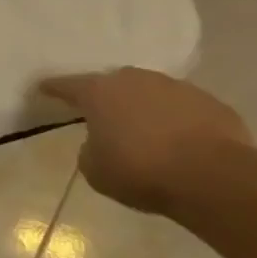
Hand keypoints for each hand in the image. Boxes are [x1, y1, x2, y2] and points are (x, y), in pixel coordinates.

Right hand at [41, 68, 251, 215]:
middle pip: (114, 83)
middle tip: (102, 114)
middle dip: (106, 96)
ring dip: (144, 107)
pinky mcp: (211, 103)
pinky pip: (183, 108)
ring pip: (151, 92)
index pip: (67, 85)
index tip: (43, 87)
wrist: (213, 177)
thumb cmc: (140, 171)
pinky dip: (176, 120)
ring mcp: (177, 88)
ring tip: (143, 131)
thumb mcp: (95, 170)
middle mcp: (136, 81)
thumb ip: (90, 150)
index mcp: (100, 93)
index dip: (53, 88)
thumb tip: (101, 143)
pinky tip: (178, 141)